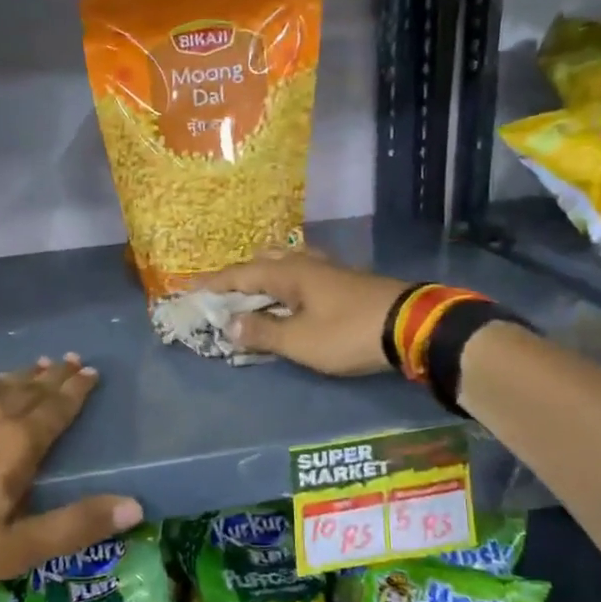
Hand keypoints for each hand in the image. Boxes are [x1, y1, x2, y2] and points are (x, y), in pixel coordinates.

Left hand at [0, 355, 141, 592]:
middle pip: (30, 388)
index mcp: (17, 443)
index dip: (77, 390)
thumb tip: (135, 505)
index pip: (57, 408)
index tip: (92, 371)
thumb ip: (75, 526)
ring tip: (36, 366)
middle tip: (70, 359)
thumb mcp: (15, 548)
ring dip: (21, 376)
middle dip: (54, 375)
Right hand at [196, 249, 411, 375]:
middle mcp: (305, 263)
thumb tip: (228, 325)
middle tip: (223, 294)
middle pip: (263, 260)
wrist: (411, 326)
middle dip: (239, 276)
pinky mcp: (345, 281)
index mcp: (287, 273)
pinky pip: (303, 274)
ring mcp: (328, 269)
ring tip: (255, 293)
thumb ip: (262, 333)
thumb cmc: (348, 333)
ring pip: (286, 263)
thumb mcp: (299, 341)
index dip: (213, 284)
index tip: (189, 290)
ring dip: (265, 276)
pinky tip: (293, 297)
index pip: (239, 274)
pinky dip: (286, 283)